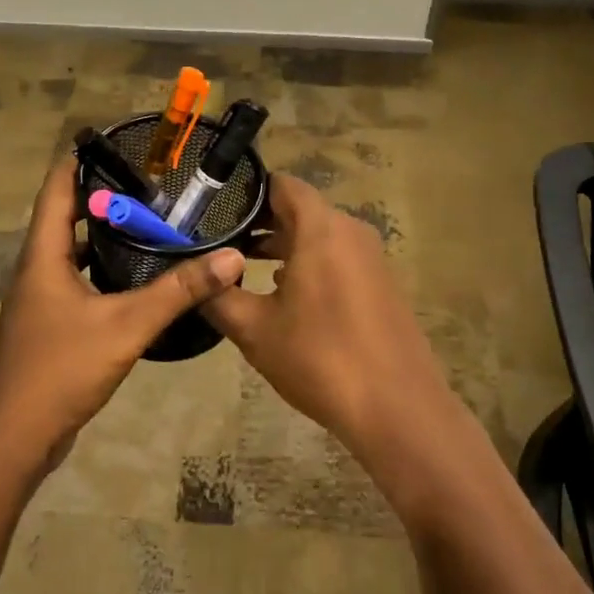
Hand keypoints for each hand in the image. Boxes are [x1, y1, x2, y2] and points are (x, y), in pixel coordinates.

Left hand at [0, 161, 245, 467]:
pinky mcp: (50, 326)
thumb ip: (178, 291)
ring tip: (149, 222)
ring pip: (72, 251)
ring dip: (103, 233)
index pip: (55, 188)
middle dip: (102, 195)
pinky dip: (104, 268)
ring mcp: (41, 300)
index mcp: (43, 256)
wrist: (13, 438)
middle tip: (149, 183)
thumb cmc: (60, 369)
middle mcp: (36, 270)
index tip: (115, 141)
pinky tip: (136, 277)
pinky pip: (78, 280)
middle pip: (64, 216)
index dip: (80, 160)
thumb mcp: (126, 325)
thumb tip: (230, 258)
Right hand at [204, 174, 449, 454]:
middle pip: (299, 209)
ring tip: (241, 267)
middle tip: (217, 240)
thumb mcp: (255, 330)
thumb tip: (195, 277)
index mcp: (321, 228)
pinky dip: (308, 264)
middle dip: (259, 222)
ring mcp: (371, 257)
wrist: (398, 409)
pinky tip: (282, 295)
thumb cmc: (320, 359)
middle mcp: (350, 231)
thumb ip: (218, 296)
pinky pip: (337, 257)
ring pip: (318, 236)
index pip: (281, 184)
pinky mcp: (380, 283)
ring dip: (282, 246)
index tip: (213, 208)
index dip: (246, 192)